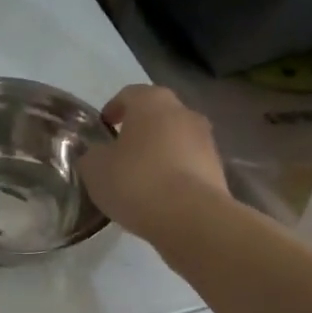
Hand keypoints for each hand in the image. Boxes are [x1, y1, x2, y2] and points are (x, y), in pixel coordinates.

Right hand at [79, 84, 229, 236]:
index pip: (129, 94)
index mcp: (152, 101)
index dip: (113, 109)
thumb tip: (98, 155)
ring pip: (176, 140)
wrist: (191, 218)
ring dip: (160, 153)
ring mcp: (207, 141)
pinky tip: (161, 197)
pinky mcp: (218, 170)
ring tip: (141, 179)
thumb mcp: (95, 169)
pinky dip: (175, 174)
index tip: (103, 128)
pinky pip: (190, 165)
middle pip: (157, 115)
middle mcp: (184, 112)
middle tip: (121, 153)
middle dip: (139, 130)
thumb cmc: (136, 181)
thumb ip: (93, 155)